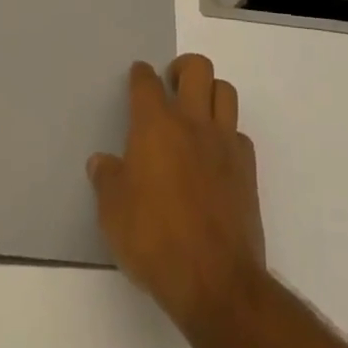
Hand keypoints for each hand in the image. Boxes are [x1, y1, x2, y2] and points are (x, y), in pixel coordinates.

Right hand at [88, 55, 266, 337]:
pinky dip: (228, 136)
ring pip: (225, 91)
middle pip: (197, 67)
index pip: (146, 82)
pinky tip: (217, 157)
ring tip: (197, 113)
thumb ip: (107, 181)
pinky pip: (239, 134)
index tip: (138, 78)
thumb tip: (100, 162)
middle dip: (183, 68)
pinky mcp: (247, 168)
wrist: (215, 280)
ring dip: (211, 94)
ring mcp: (224, 142)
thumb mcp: (113, 214)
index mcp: (155, 124)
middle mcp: (192, 121)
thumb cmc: (155, 240)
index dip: (140, 76)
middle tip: (172, 86)